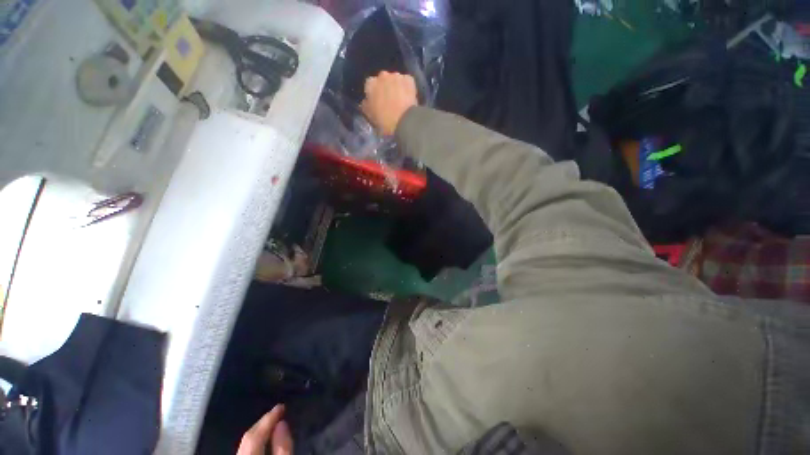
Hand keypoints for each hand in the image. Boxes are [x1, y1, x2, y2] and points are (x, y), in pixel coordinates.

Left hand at [237, 405, 292, 454]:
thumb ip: (282, 446)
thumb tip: (282, 422)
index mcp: (248, 454)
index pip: (255, 435)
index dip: (268, 419)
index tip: (281, 406)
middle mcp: (239, 454)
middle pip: (248, 437)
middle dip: (263, 422)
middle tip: (278, 411)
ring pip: (245, 442)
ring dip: (259, 430)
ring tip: (272, 421)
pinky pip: (245, 447)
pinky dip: (255, 439)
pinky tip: (264, 437)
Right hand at [361, 71, 417, 135]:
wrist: (404, 121)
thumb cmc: (384, 121)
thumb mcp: (370, 116)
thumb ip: (366, 106)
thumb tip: (366, 102)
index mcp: (370, 84)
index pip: (369, 85)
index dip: (373, 93)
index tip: (377, 101)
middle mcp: (382, 76)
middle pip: (383, 80)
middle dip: (385, 87)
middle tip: (389, 101)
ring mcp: (396, 76)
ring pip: (395, 79)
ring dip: (396, 87)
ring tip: (400, 100)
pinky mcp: (409, 79)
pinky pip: (406, 81)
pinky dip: (407, 88)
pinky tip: (408, 98)